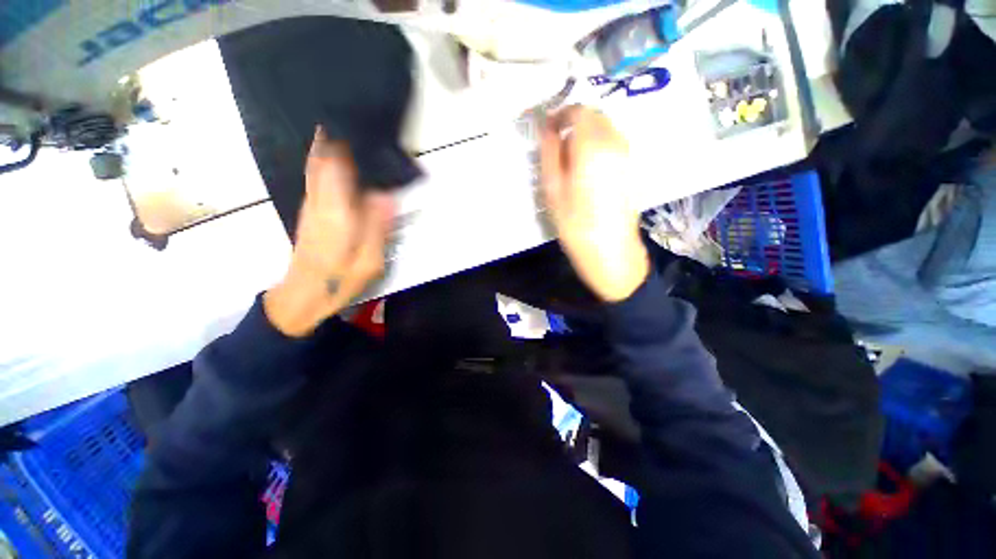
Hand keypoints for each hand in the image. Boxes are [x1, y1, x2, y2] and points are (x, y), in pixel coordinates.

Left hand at [264, 127, 394, 336]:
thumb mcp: (369, 261)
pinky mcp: (311, 209)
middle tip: (360, 120)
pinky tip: (343, 157)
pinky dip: (328, 160)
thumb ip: (377, 227)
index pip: (336, 164)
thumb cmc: (340, 280)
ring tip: (355, 131)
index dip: (345, 140)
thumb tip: (386, 195)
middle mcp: (319, 200)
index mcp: (335, 212)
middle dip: (338, 136)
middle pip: (324, 158)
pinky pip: (318, 176)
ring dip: (332, 144)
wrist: (304, 295)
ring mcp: (311, 204)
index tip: (361, 122)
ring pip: (318, 164)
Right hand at [539, 106, 648, 301]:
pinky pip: (613, 144)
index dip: (560, 115)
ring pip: (605, 129)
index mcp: (593, 145)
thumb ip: (549, 153)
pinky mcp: (632, 167)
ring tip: (570, 161)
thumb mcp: (553, 190)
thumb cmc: (576, 224)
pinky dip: (598, 147)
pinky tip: (587, 171)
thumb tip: (547, 128)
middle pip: (594, 116)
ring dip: (586, 135)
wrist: (611, 251)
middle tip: (556, 146)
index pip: (578, 110)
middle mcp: (616, 142)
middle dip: (574, 123)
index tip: (547, 130)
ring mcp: (627, 154)